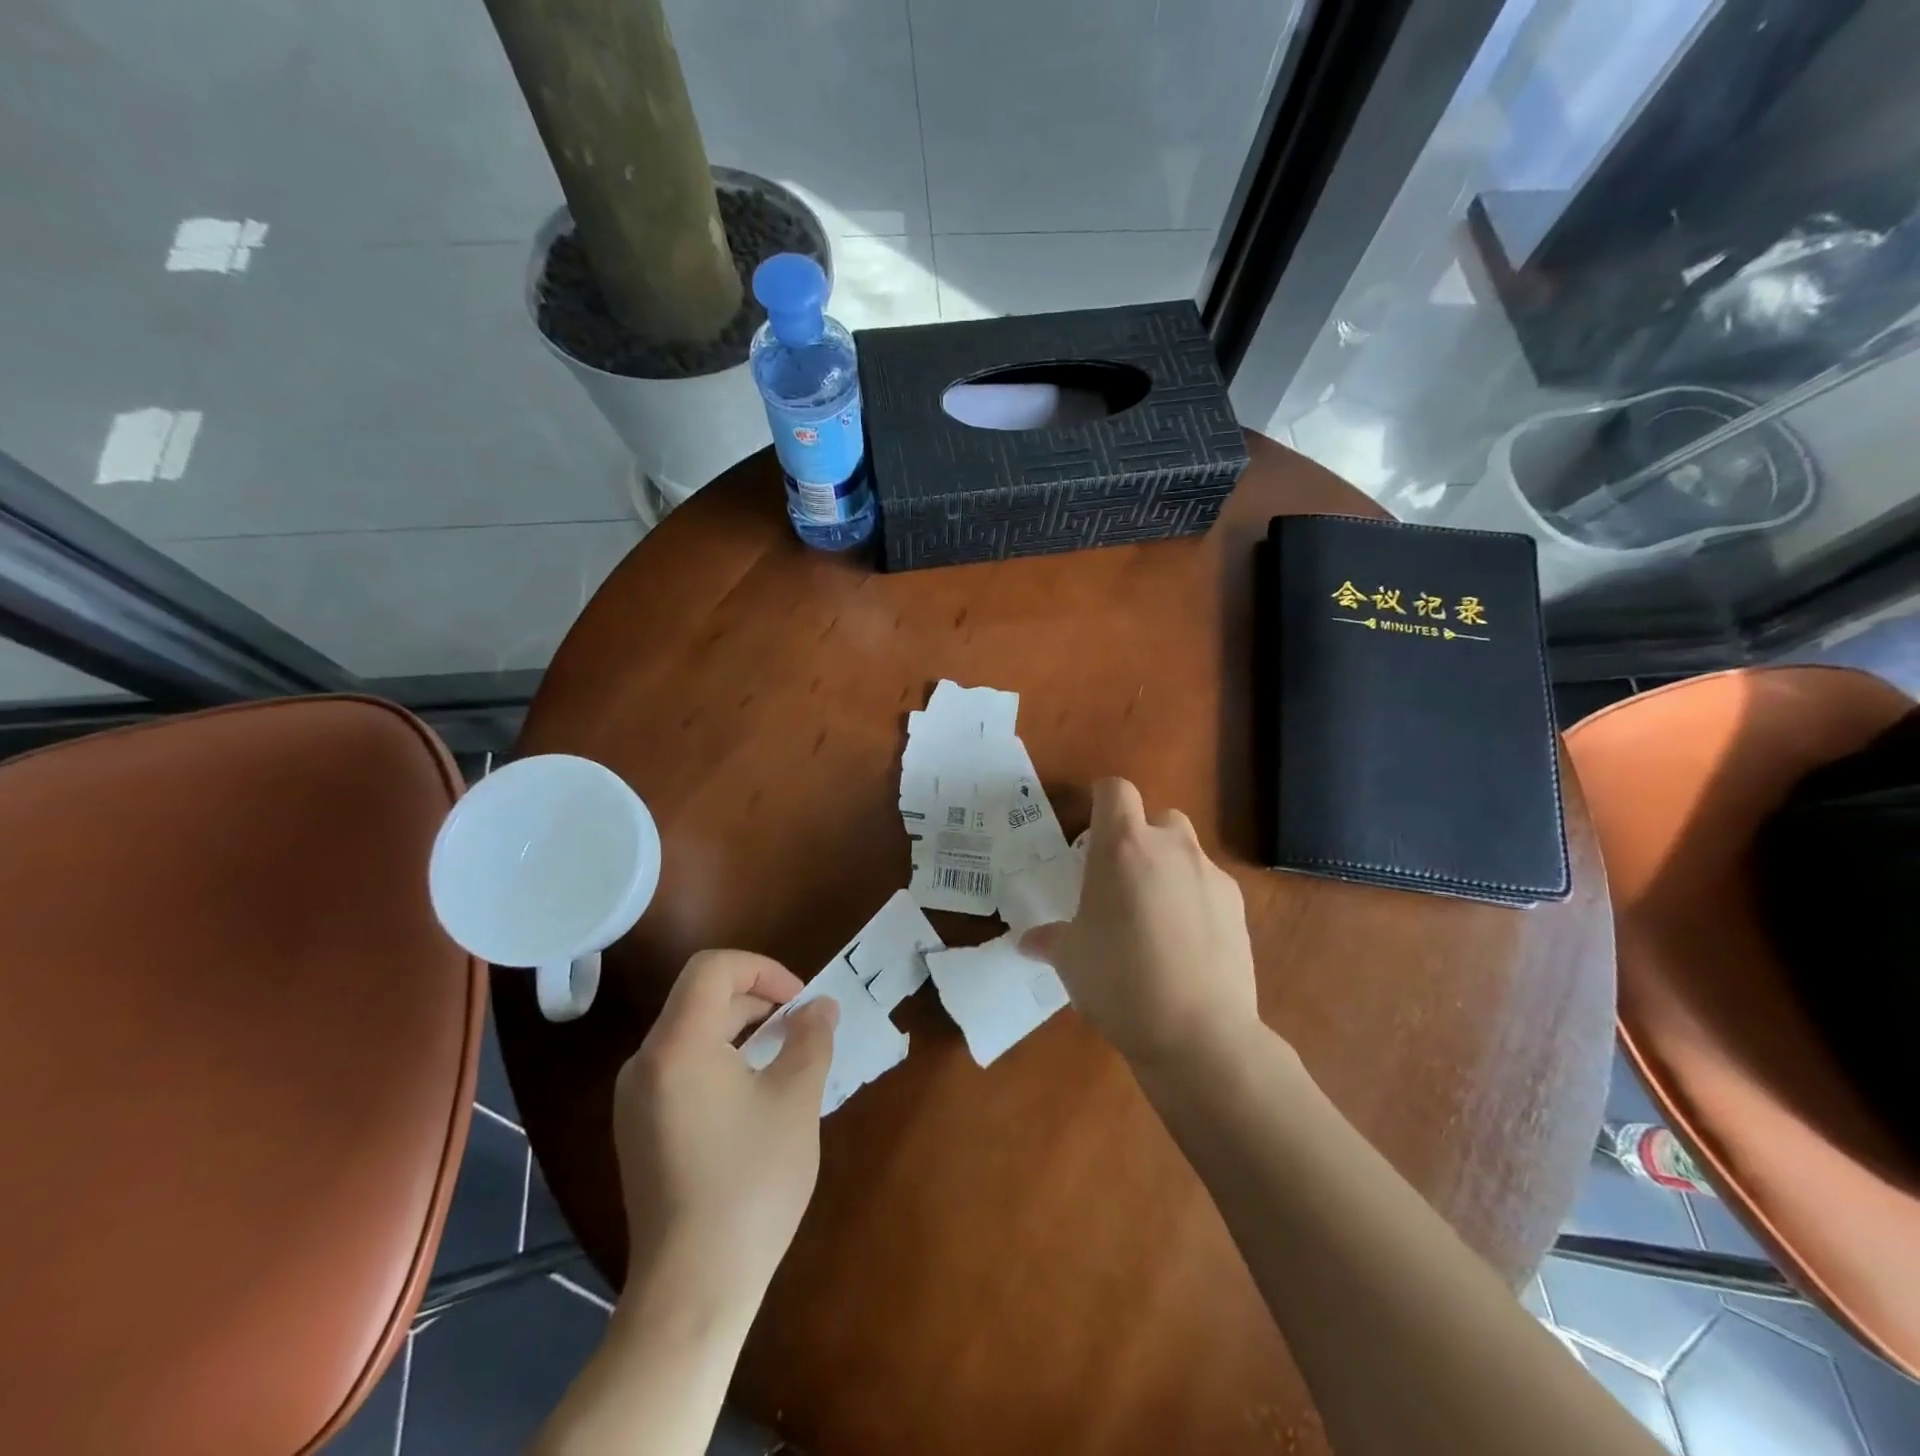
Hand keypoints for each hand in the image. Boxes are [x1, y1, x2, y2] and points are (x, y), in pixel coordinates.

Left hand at [612, 950, 837, 1310]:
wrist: (692, 1289)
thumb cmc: (750, 1183)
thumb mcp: (796, 1100)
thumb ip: (811, 1039)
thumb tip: (820, 1007)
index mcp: (678, 1045)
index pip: (713, 968)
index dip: (762, 969)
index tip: (800, 1001)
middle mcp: (645, 1062)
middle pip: (701, 999)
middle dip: (757, 1001)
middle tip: (802, 1031)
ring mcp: (635, 1099)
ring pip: (692, 1033)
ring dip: (742, 1031)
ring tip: (785, 1061)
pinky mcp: (638, 1129)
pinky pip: (681, 1067)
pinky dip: (721, 1060)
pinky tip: (754, 1097)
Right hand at [1020, 777, 1259, 1069]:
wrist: (1198, 1033)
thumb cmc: (1118, 982)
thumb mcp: (1070, 960)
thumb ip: (1050, 939)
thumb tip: (1028, 942)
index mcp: (1121, 847)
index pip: (1115, 790)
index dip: (1102, 802)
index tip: (1091, 831)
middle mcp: (1170, 847)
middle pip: (1157, 817)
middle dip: (1141, 839)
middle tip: (1122, 881)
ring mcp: (1210, 874)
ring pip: (1187, 851)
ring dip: (1170, 868)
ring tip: (1156, 916)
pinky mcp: (1238, 905)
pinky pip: (1210, 886)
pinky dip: (1196, 900)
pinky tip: (1187, 945)